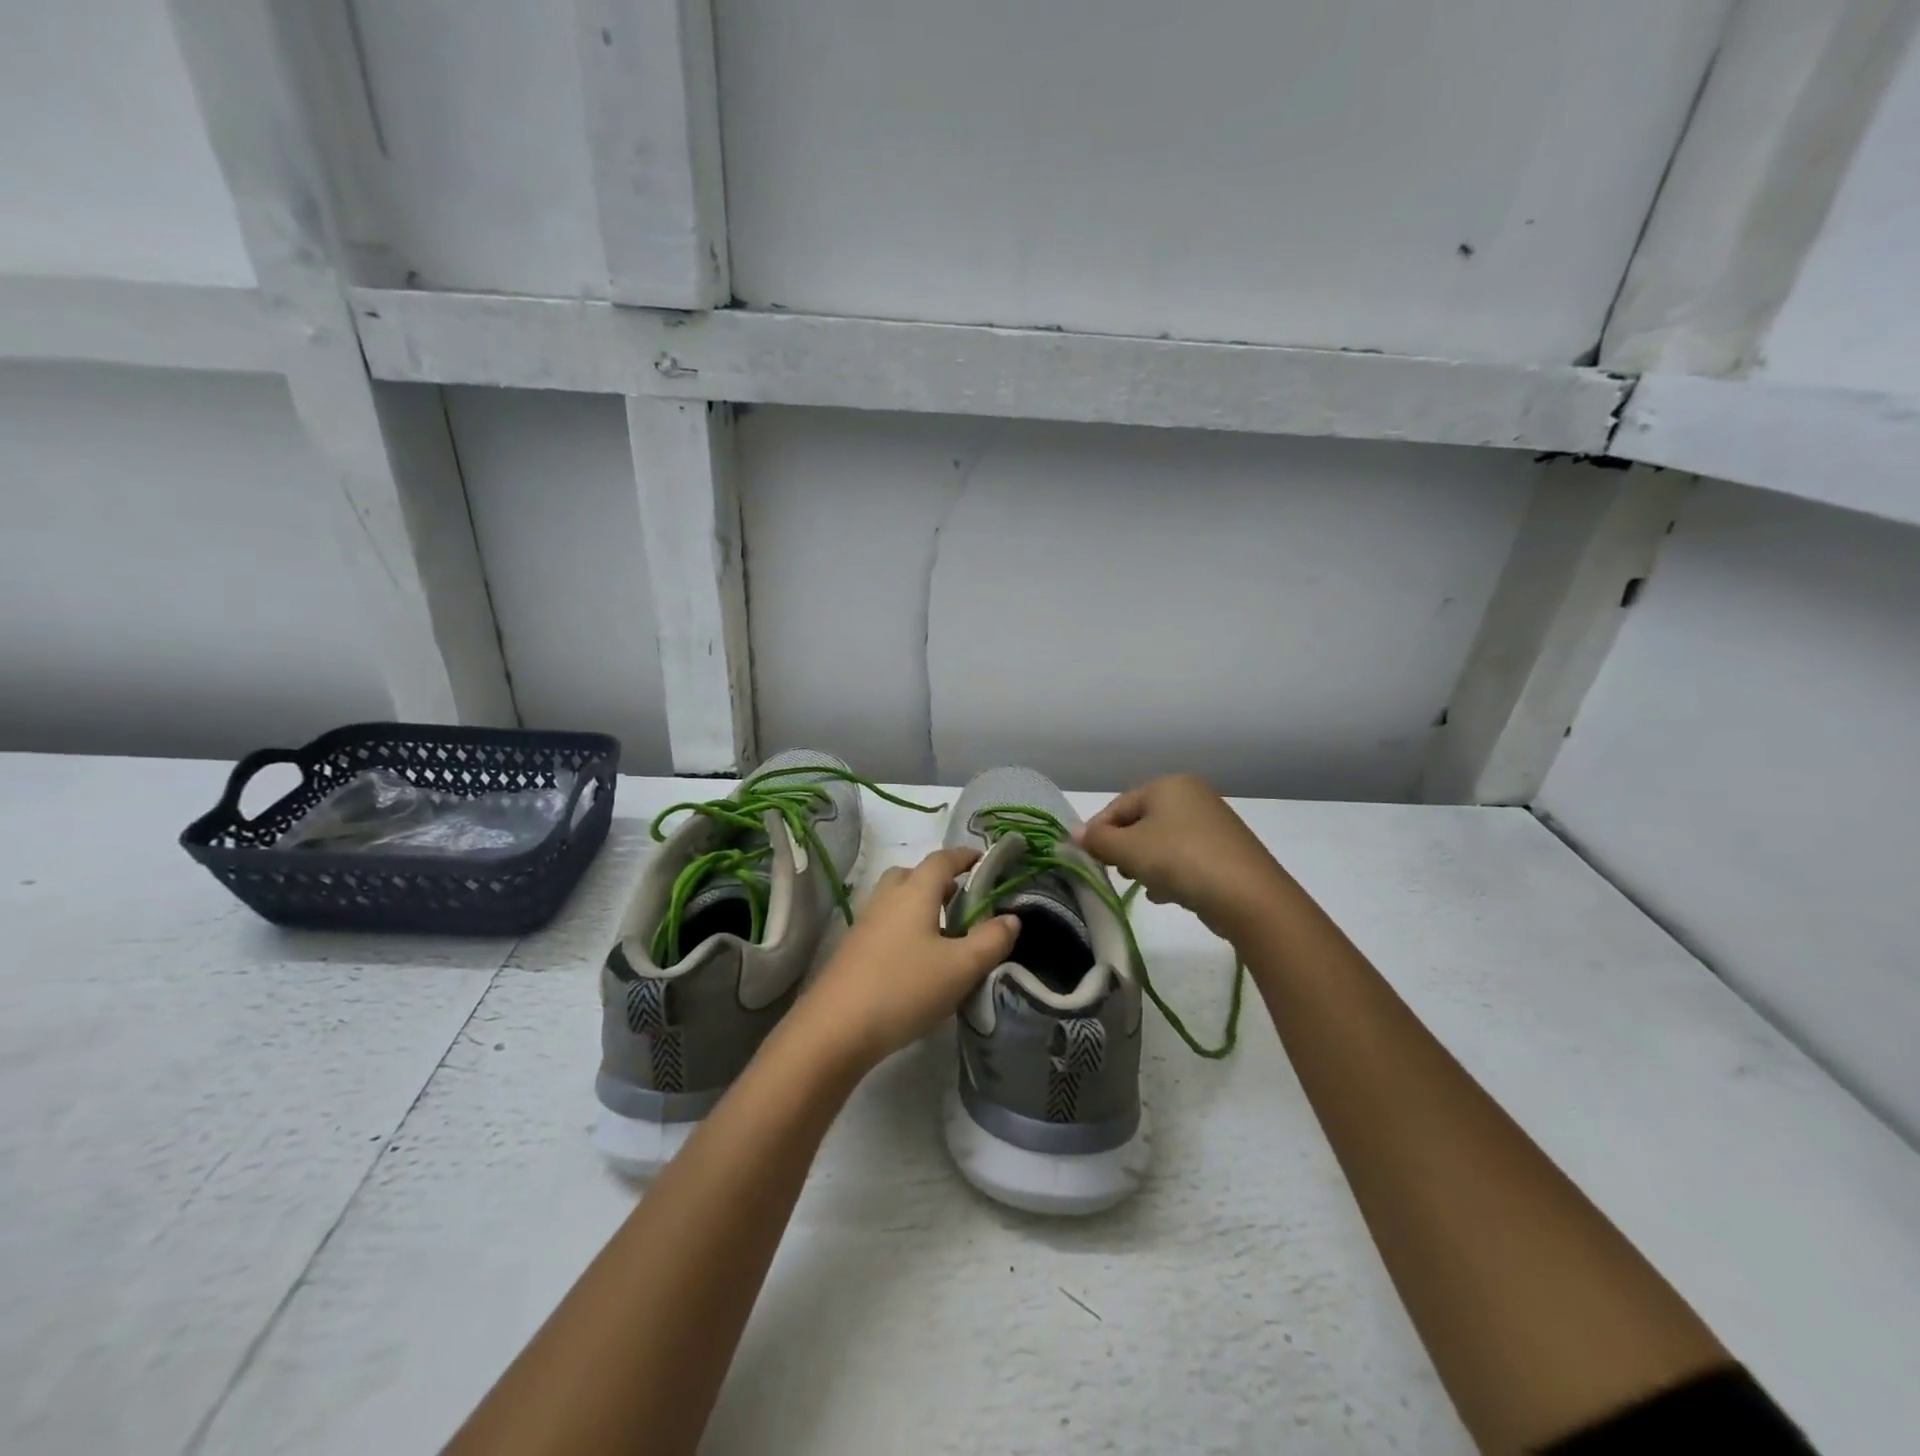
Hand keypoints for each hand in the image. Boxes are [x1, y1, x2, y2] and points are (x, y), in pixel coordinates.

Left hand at [796, 847, 1018, 1069]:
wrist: (835, 1029)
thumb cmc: (905, 988)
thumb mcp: (961, 967)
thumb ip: (991, 940)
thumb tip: (1011, 918)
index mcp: (914, 892)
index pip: (942, 860)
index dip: (965, 856)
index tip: (984, 860)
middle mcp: (886, 898)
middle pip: (912, 874)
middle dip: (938, 880)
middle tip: (963, 900)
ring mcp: (865, 924)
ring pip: (896, 900)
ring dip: (920, 905)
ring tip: (945, 933)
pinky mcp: (853, 949)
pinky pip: (885, 924)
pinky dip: (905, 928)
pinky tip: (917, 960)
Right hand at [1075, 774, 1285, 934]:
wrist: (1248, 896)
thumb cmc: (1180, 860)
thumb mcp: (1129, 850)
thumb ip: (1098, 840)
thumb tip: (1074, 834)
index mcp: (1167, 785)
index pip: (1118, 806)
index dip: (1098, 832)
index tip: (1088, 859)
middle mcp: (1191, 796)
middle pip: (1141, 822)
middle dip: (1124, 849)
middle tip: (1117, 872)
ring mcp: (1212, 823)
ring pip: (1162, 841)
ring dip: (1146, 863)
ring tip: (1143, 886)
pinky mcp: (1226, 851)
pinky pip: (1185, 856)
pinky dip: (1170, 872)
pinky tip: (1166, 894)